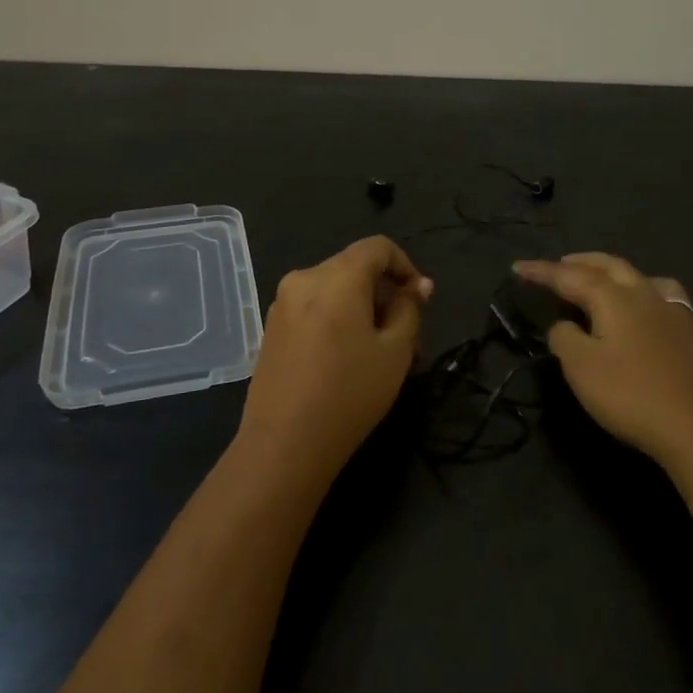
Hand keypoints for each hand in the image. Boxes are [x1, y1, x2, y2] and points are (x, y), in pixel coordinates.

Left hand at [238, 236, 433, 486]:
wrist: (284, 444)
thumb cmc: (349, 393)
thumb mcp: (395, 351)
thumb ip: (409, 309)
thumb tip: (416, 287)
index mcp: (335, 276)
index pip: (377, 247)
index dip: (406, 266)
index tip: (421, 300)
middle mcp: (303, 279)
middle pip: (354, 269)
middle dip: (385, 295)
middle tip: (407, 337)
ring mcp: (281, 304)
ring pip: (334, 292)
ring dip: (362, 311)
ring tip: (381, 354)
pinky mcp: (271, 330)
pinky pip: (314, 310)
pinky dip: (337, 321)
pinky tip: (347, 360)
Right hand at [513, 253, 692, 471]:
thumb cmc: (629, 395)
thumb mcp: (580, 367)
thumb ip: (564, 338)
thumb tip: (565, 325)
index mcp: (614, 299)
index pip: (570, 276)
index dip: (542, 271)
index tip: (518, 267)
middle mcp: (648, 297)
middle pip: (613, 267)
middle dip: (584, 262)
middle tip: (563, 263)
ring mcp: (681, 318)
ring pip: (655, 282)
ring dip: (630, 277)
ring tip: (618, 283)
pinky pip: (686, 316)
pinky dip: (670, 313)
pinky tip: (670, 323)